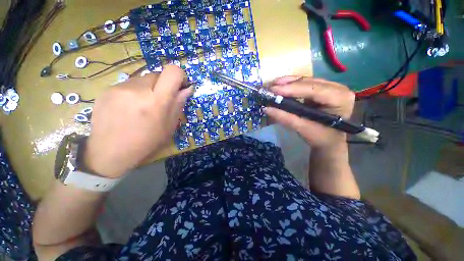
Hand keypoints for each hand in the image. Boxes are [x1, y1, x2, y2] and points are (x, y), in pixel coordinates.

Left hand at [84, 65, 192, 177]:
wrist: (110, 152)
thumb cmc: (147, 142)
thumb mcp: (169, 126)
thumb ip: (178, 104)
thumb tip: (187, 89)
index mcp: (157, 101)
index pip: (172, 72)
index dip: (179, 75)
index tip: (179, 86)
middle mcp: (138, 89)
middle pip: (158, 74)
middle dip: (163, 85)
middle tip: (160, 101)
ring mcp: (119, 87)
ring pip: (143, 78)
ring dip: (148, 88)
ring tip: (142, 106)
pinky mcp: (107, 89)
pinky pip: (129, 84)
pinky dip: (135, 92)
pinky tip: (129, 108)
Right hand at [264, 76, 354, 149]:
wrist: (328, 140)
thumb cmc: (320, 137)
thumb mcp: (303, 128)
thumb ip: (285, 118)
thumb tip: (266, 108)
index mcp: (340, 98)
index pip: (314, 89)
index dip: (292, 89)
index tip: (273, 90)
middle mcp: (337, 88)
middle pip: (309, 82)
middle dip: (287, 84)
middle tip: (270, 87)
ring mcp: (330, 86)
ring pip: (305, 80)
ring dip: (288, 83)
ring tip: (273, 86)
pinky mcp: (321, 89)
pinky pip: (304, 84)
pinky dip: (291, 85)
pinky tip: (280, 86)